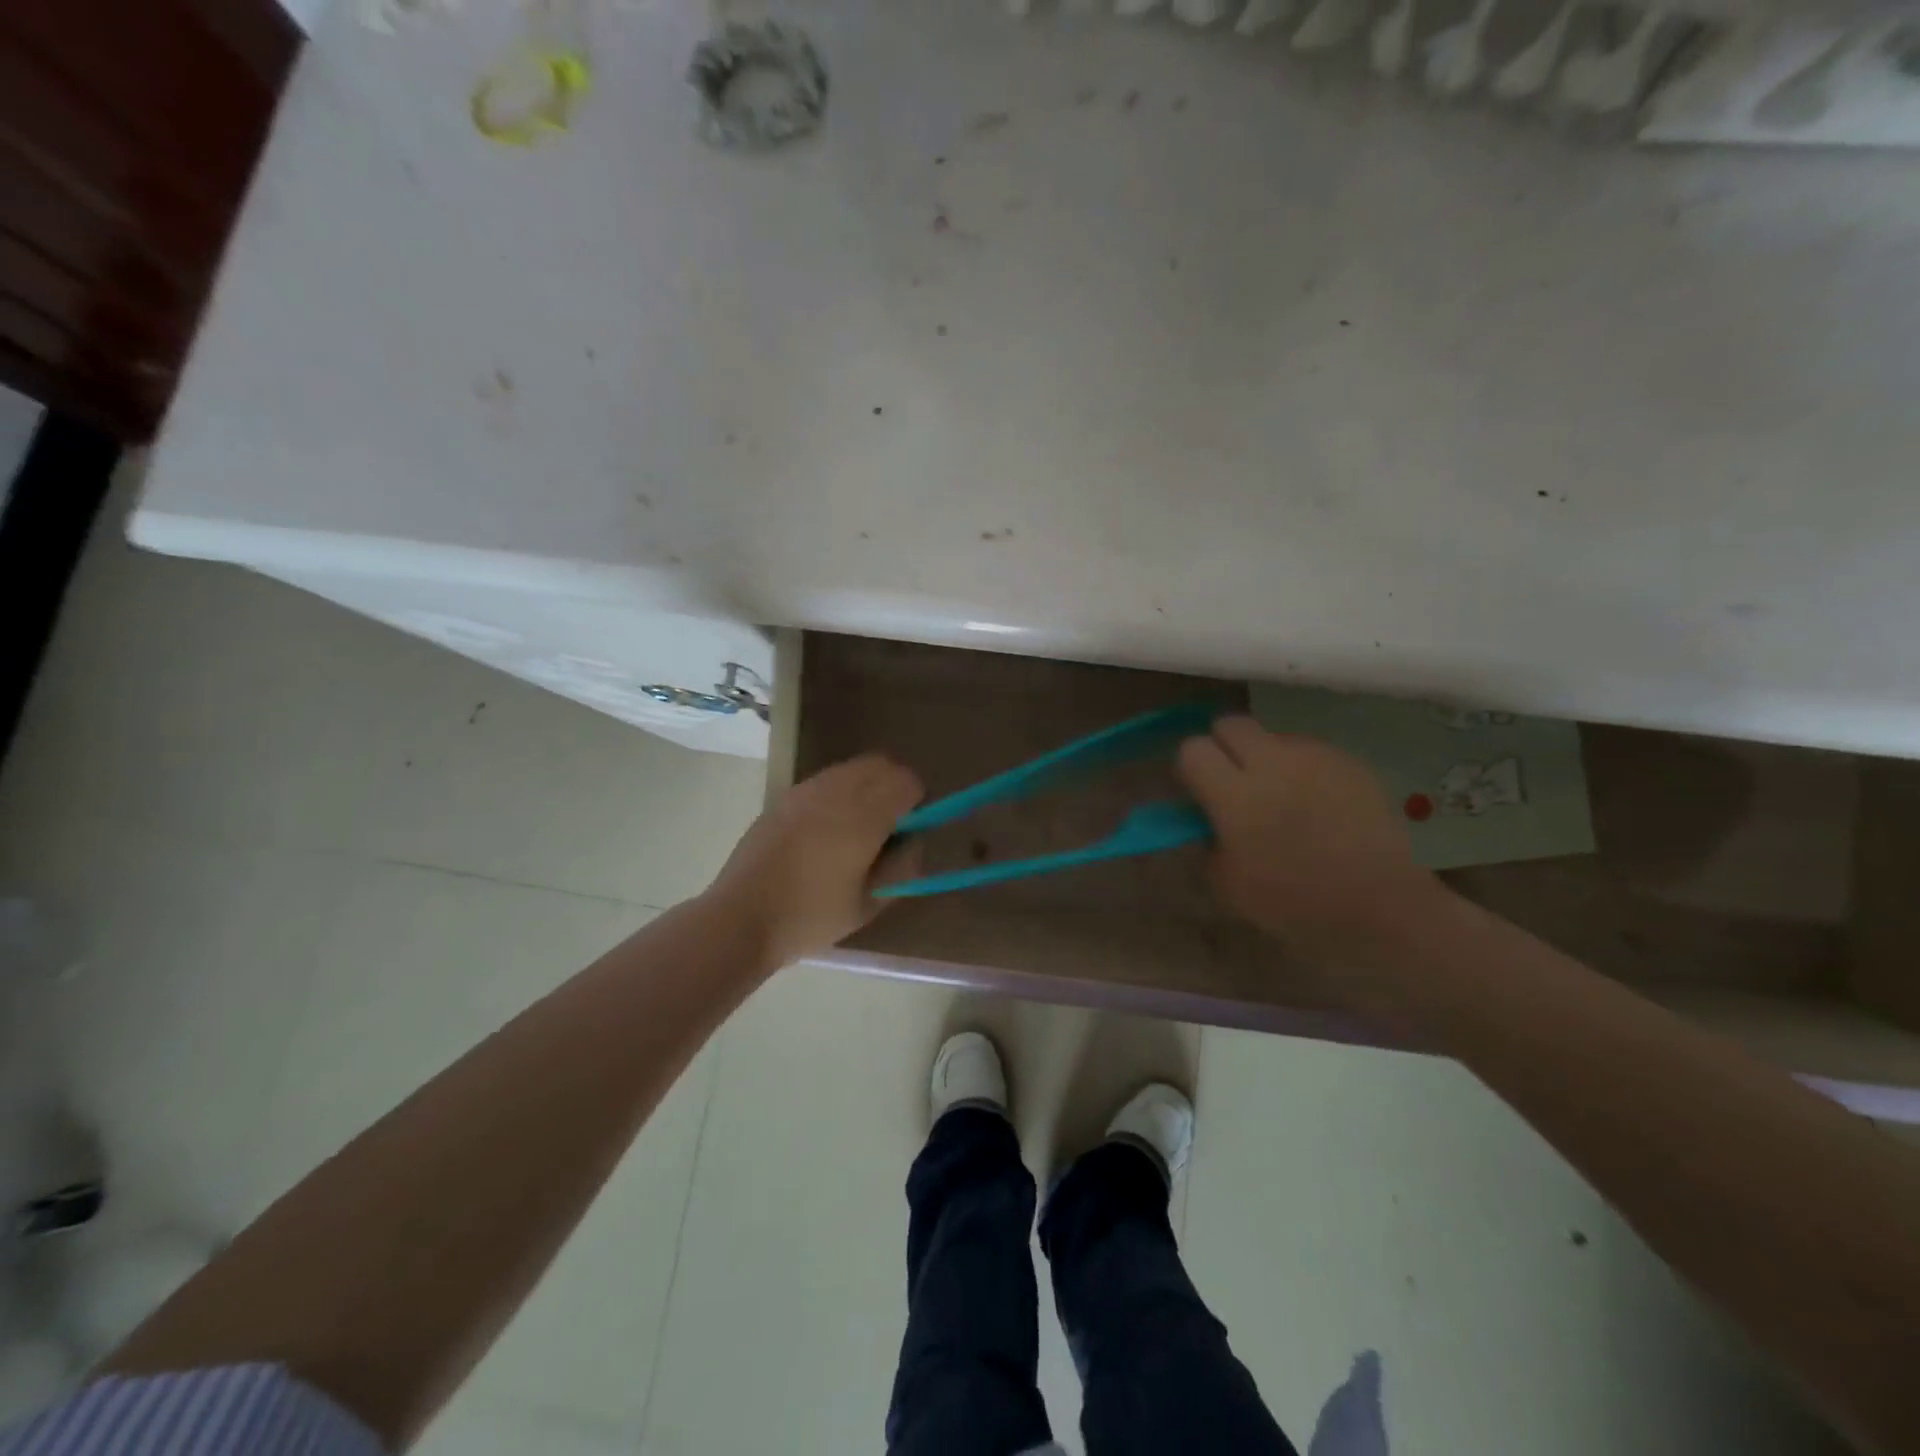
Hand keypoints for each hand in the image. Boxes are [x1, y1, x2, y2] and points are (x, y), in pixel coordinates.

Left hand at [704, 753, 923, 971]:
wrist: (741, 917)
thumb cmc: (811, 917)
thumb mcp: (869, 903)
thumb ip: (902, 866)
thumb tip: (912, 840)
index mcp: (863, 817)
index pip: (906, 781)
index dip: (917, 801)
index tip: (910, 829)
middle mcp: (836, 791)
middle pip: (881, 765)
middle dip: (894, 786)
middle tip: (890, 824)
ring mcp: (806, 790)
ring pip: (852, 769)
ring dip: (866, 786)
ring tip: (857, 828)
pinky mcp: (784, 796)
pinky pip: (826, 780)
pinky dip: (839, 792)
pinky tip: (827, 830)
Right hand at [1176, 716, 1436, 959]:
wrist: (1378, 906)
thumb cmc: (1293, 902)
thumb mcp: (1226, 884)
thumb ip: (1206, 840)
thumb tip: (1204, 818)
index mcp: (1235, 795)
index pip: (1192, 749)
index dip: (1191, 767)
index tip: (1199, 790)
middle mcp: (1272, 763)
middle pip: (1230, 724)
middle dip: (1224, 746)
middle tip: (1233, 780)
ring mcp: (1314, 757)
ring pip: (1273, 736)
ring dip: (1266, 758)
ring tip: (1282, 796)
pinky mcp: (1348, 761)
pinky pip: (1311, 752)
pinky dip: (1303, 770)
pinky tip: (1317, 804)